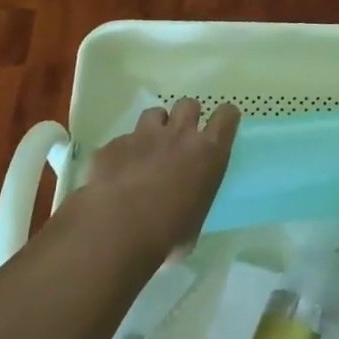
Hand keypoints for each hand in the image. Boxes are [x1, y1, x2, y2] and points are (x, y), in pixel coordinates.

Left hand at [73, 97, 238, 257]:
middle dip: (185, 118)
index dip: (224, 118)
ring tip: (147, 150)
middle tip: (180, 140)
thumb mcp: (195, 224)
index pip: (226, 116)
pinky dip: (121, 154)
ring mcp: (143, 136)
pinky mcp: (112, 146)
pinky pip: (120, 142)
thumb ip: (193, 203)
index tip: (219, 128)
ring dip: (154, 128)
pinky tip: (115, 176)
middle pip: (189, 104)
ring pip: (154, 113)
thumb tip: (183, 214)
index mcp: (208, 152)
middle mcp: (179, 135)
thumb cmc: (166, 234)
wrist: (115, 231)